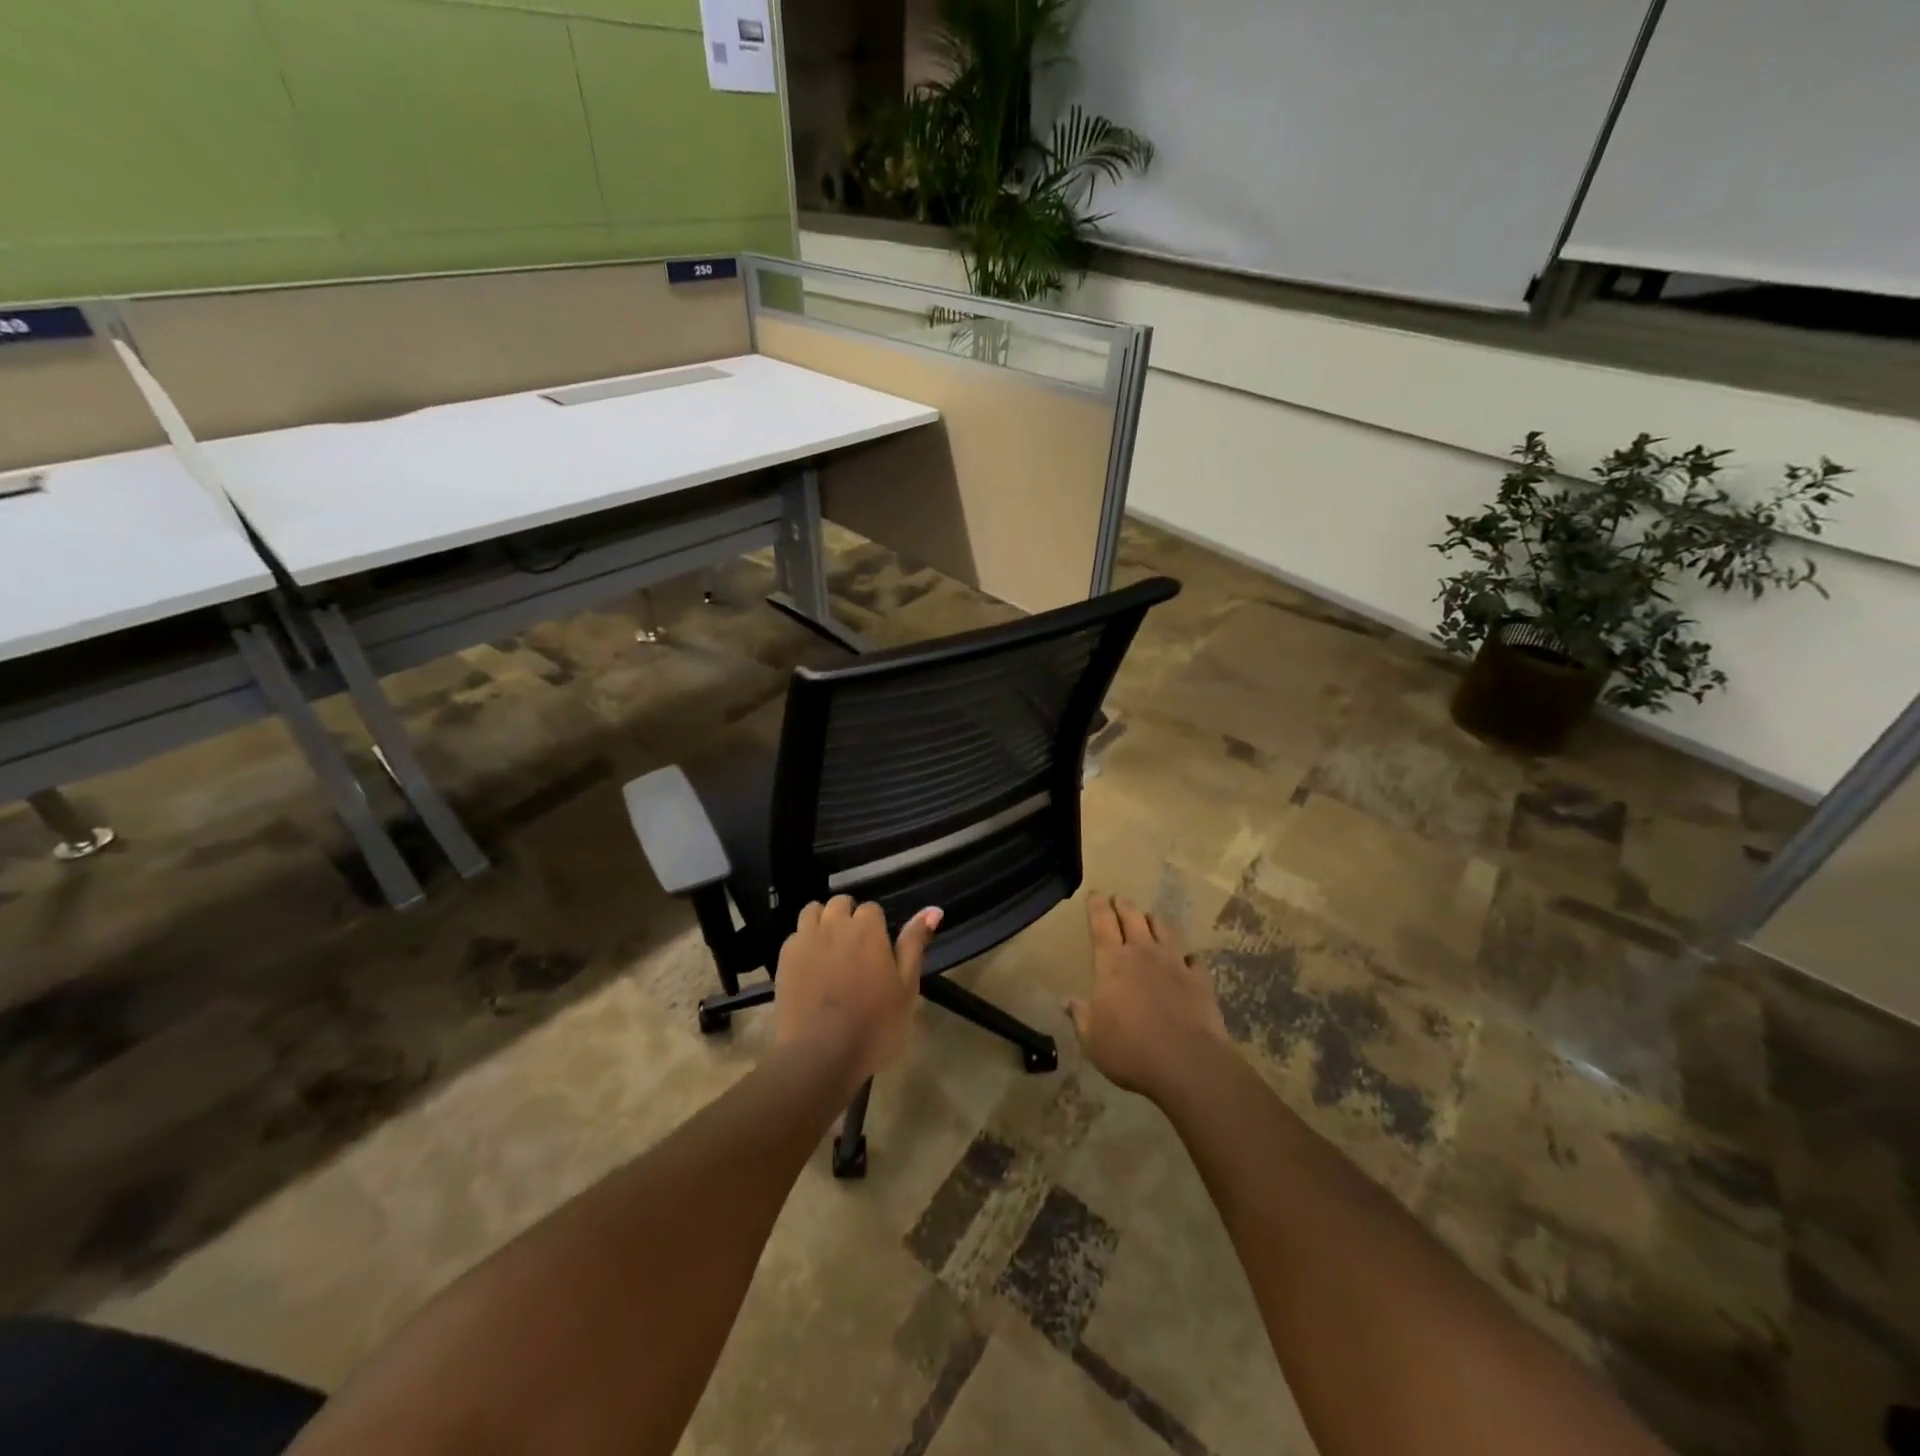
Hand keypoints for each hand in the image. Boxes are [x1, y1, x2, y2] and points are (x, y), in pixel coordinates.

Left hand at [774, 896, 940, 1088]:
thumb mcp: (906, 988)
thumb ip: (914, 944)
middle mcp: (834, 924)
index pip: (872, 908)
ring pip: (813, 911)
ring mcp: (805, 940)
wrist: (819, 1056)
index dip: (877, 928)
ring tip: (831, 950)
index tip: (880, 952)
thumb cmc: (873, 1025)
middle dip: (849, 917)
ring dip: (823, 921)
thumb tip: (933, 910)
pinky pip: (795, 935)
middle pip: (840, 904)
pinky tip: (811, 966)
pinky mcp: (783, 958)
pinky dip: (804, 942)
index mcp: (867, 929)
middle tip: (857, 951)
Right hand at [1067, 892, 1230, 1101]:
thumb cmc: (1130, 1050)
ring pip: (1164, 929)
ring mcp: (1174, 964)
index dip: (1097, 906)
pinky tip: (1186, 959)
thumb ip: (1081, 1016)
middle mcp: (1143, 954)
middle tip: (1119, 899)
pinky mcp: (1199, 980)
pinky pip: (1193, 959)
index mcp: (1112, 963)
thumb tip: (1068, 1001)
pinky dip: (1186, 956)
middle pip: (1133, 918)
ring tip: (1151, 919)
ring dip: (1155, 921)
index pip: (1102, 924)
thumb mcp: (1092, 1039)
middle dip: (1124, 905)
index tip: (1095, 893)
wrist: (1186, 1063)